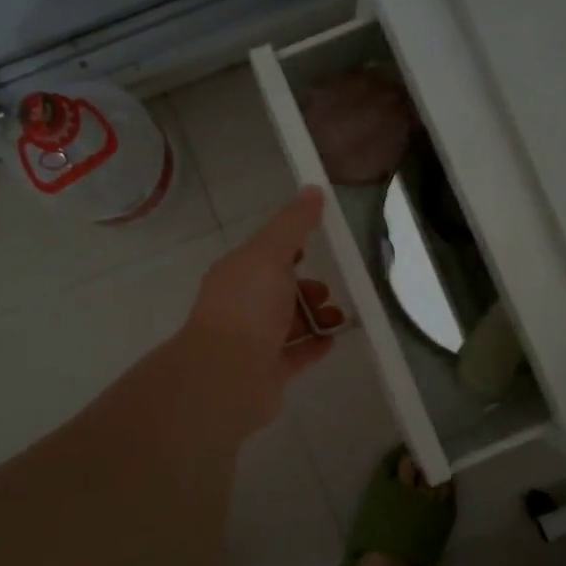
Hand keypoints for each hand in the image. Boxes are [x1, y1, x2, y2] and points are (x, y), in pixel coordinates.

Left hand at [182, 187, 344, 427]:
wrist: (227, 376)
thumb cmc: (247, 307)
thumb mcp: (271, 254)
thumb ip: (293, 224)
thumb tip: (313, 189)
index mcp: (236, 275)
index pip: (263, 255)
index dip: (289, 248)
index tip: (316, 245)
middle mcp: (240, 307)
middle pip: (277, 291)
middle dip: (305, 287)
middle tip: (327, 290)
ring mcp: (252, 342)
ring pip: (288, 324)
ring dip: (314, 317)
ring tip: (337, 317)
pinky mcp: (267, 373)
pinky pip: (295, 355)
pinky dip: (314, 345)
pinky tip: (333, 340)